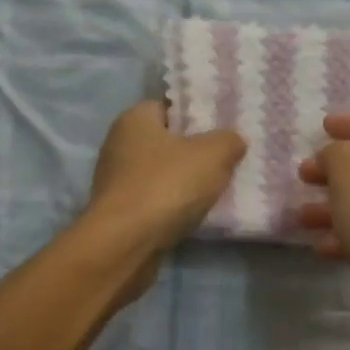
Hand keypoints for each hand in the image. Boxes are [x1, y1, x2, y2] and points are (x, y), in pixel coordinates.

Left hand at [81, 101, 245, 305]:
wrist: (125, 243)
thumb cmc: (166, 185)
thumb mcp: (212, 154)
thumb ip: (228, 140)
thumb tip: (233, 140)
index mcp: (134, 118)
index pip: (169, 106)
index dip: (196, 115)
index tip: (223, 129)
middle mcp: (119, 144)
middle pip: (166, 142)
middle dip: (194, 151)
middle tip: (226, 160)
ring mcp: (116, 181)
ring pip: (161, 174)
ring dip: (184, 183)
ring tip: (216, 190)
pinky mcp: (119, 213)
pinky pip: (155, 202)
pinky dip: (173, 207)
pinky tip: (195, 215)